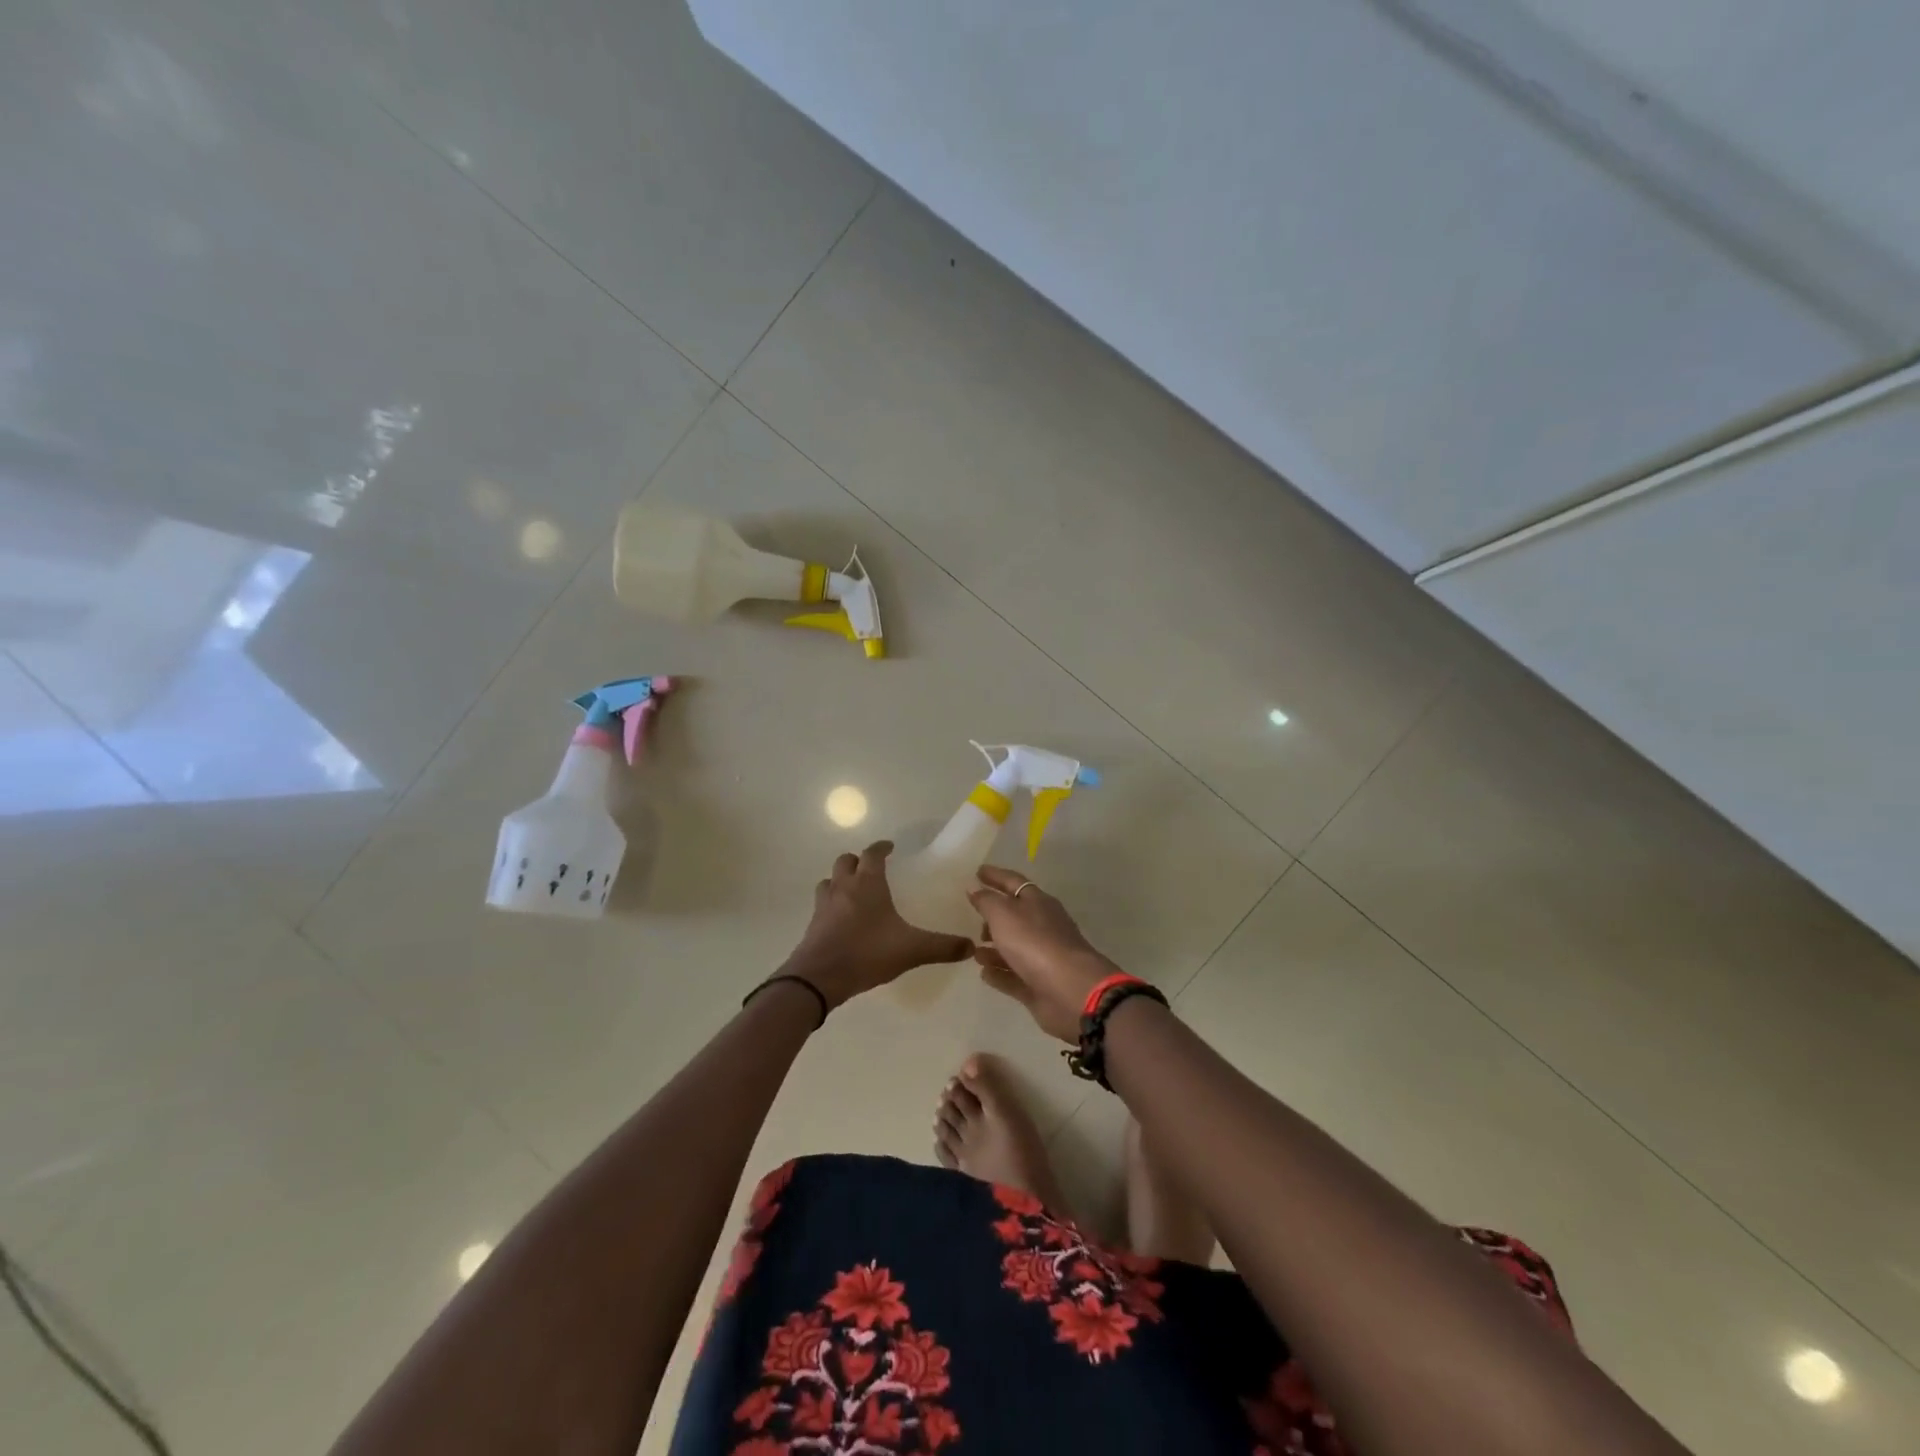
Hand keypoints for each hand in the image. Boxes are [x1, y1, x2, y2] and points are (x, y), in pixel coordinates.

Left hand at [780, 842, 972, 1008]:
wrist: (819, 977)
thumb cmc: (867, 953)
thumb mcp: (912, 950)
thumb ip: (942, 947)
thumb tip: (971, 946)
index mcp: (867, 883)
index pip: (872, 853)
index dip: (881, 848)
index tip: (890, 847)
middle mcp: (844, 887)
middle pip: (846, 861)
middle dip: (858, 861)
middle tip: (872, 869)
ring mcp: (824, 904)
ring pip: (829, 880)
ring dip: (841, 880)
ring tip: (854, 891)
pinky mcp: (813, 924)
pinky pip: (822, 904)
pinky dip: (831, 903)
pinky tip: (841, 919)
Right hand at [968, 865, 1120, 1040]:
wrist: (1071, 990)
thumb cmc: (1035, 942)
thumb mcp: (1004, 914)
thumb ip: (987, 901)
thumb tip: (974, 887)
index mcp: (1038, 902)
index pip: (1013, 882)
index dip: (995, 876)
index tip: (978, 872)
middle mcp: (1042, 926)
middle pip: (1016, 916)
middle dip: (994, 915)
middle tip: (974, 917)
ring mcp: (1043, 957)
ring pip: (1014, 947)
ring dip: (993, 947)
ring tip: (974, 950)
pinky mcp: (1039, 984)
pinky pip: (1014, 975)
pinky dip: (999, 973)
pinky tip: (984, 974)